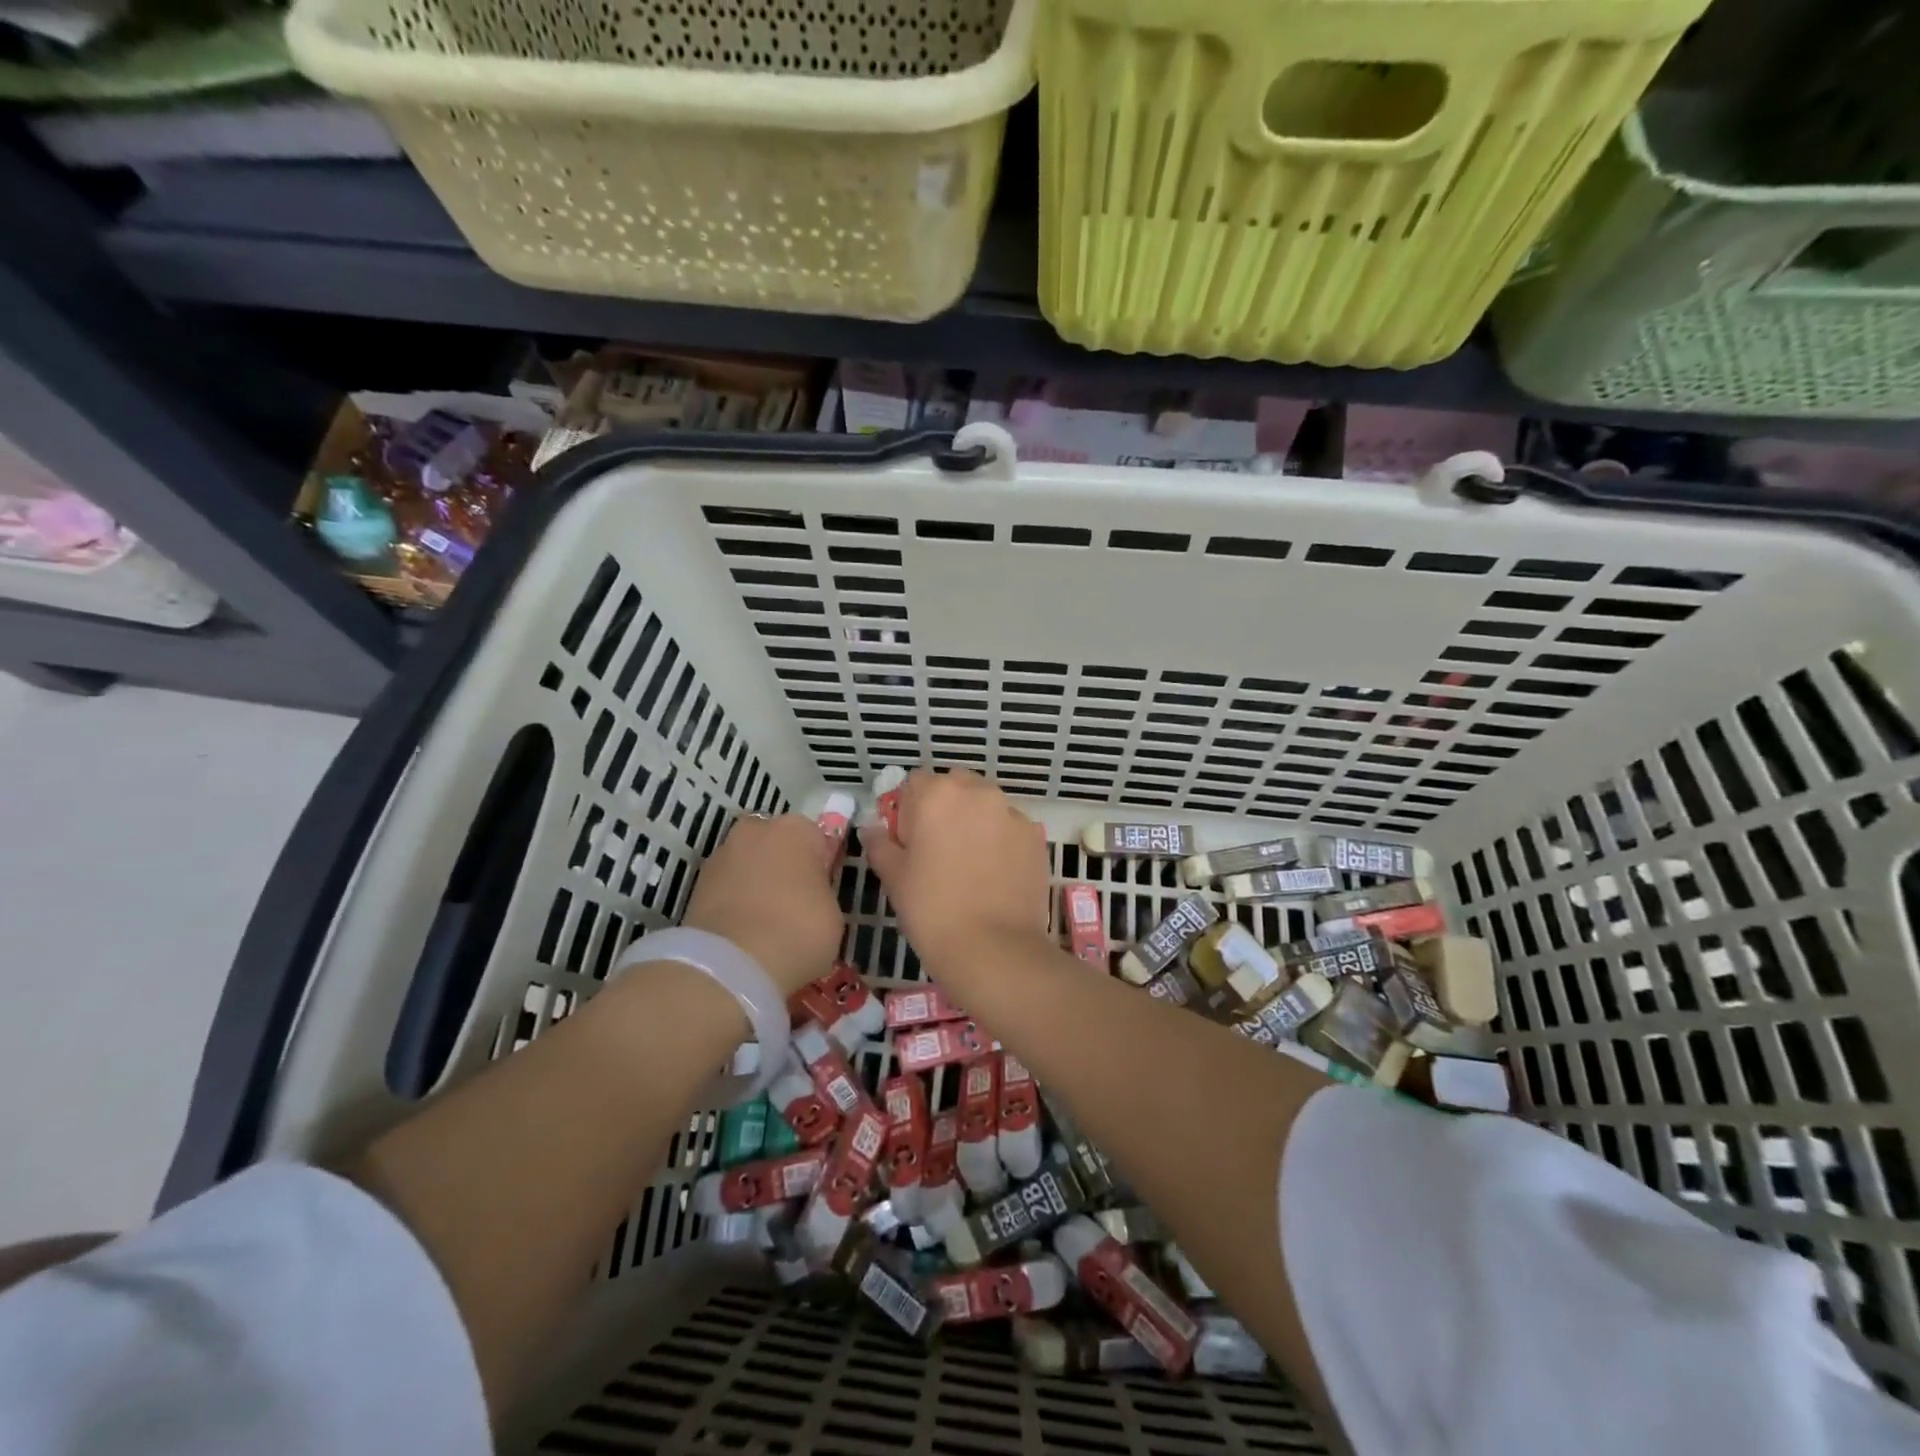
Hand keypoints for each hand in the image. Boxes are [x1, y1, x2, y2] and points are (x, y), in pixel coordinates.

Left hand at [683, 813, 842, 994]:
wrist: (731, 964)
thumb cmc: (797, 929)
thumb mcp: (832, 914)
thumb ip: (821, 894)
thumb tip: (809, 897)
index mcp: (796, 829)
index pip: (815, 839)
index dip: (819, 866)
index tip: (820, 892)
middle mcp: (756, 831)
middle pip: (776, 845)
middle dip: (783, 868)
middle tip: (793, 905)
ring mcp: (720, 855)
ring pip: (748, 866)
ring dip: (755, 885)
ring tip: (766, 926)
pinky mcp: (695, 885)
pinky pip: (728, 890)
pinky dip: (735, 905)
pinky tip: (745, 934)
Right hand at [863, 769, 1049, 972]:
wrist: (994, 949)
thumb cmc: (932, 910)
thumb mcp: (894, 877)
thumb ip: (880, 844)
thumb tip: (873, 829)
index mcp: (937, 794)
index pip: (915, 783)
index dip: (909, 810)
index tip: (909, 841)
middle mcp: (978, 792)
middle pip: (955, 786)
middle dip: (945, 809)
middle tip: (938, 851)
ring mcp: (1012, 812)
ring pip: (986, 806)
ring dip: (975, 822)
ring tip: (970, 866)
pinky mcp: (1036, 836)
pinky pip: (1010, 828)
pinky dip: (1001, 841)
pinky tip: (996, 876)